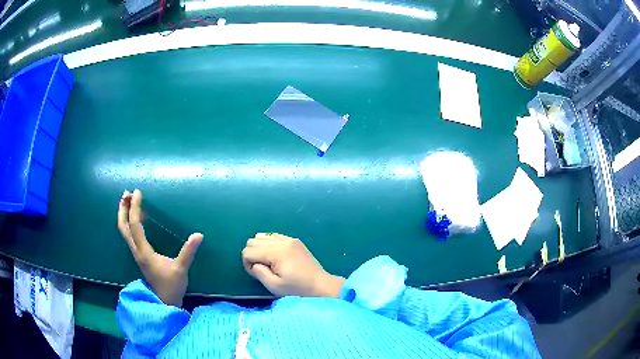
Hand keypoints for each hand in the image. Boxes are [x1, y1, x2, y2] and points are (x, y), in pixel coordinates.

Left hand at [118, 189, 202, 306]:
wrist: (164, 302)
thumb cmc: (172, 286)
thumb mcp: (181, 269)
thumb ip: (188, 252)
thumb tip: (199, 234)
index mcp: (144, 252)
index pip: (135, 225)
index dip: (135, 207)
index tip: (137, 192)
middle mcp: (136, 250)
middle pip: (123, 226)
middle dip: (123, 209)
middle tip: (126, 193)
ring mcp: (137, 253)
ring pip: (124, 231)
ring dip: (124, 214)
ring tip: (128, 201)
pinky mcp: (140, 256)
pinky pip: (130, 235)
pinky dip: (129, 223)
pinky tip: (138, 219)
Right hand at [242, 233, 343, 297]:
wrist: (320, 285)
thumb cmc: (297, 289)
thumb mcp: (274, 286)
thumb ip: (259, 272)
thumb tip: (254, 263)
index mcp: (276, 253)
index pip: (248, 251)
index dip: (247, 264)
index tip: (257, 274)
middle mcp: (281, 241)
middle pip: (253, 241)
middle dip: (252, 255)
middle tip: (262, 269)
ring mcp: (289, 239)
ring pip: (262, 236)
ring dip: (259, 248)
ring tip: (268, 262)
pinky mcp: (294, 241)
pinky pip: (273, 236)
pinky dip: (269, 244)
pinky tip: (275, 257)